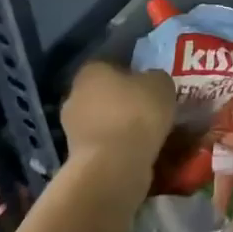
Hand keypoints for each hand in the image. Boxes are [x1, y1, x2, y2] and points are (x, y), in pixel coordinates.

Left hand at [61, 62, 173, 187]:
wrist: (114, 166)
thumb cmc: (136, 114)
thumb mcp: (161, 84)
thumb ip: (155, 78)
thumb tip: (151, 83)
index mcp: (90, 71)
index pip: (109, 65)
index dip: (131, 74)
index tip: (148, 86)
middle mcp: (74, 96)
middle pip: (102, 94)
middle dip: (122, 102)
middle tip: (148, 110)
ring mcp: (72, 129)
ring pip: (102, 122)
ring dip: (119, 127)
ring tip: (147, 135)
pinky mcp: (77, 158)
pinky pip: (103, 146)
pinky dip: (117, 148)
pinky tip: (137, 153)